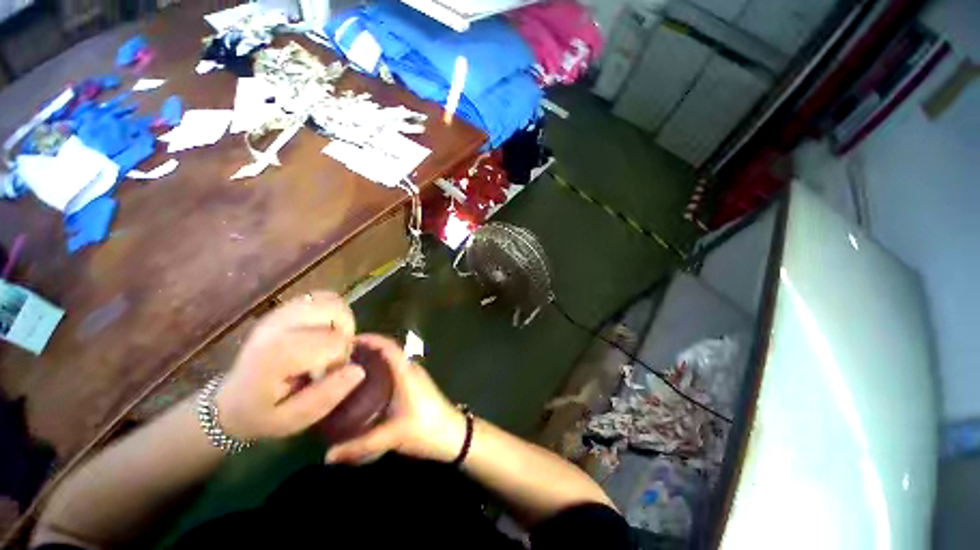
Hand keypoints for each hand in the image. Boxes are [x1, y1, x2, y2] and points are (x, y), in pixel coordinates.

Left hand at [216, 292, 364, 440]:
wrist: (231, 400)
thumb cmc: (262, 413)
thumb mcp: (292, 420)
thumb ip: (326, 397)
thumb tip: (358, 370)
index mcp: (276, 355)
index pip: (334, 340)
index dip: (342, 356)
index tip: (328, 373)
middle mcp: (277, 326)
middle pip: (334, 308)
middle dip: (346, 329)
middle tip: (335, 351)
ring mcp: (280, 313)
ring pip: (330, 299)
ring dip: (341, 319)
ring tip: (330, 340)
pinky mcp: (284, 309)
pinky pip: (321, 298)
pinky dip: (332, 311)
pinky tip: (323, 332)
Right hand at [325, 334, 466, 464]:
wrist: (453, 435)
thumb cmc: (425, 429)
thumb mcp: (391, 436)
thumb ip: (358, 446)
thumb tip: (327, 455)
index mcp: (406, 372)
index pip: (388, 346)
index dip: (370, 339)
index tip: (347, 340)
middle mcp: (411, 369)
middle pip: (389, 350)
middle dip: (367, 348)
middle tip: (341, 356)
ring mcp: (416, 376)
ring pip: (393, 360)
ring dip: (375, 358)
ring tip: (350, 367)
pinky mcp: (417, 385)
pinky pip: (396, 369)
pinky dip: (382, 369)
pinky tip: (368, 384)